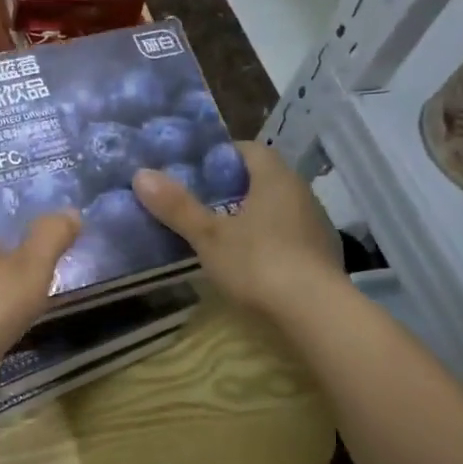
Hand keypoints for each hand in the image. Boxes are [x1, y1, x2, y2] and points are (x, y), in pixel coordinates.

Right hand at [133, 143, 342, 320]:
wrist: (316, 314)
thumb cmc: (258, 263)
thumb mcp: (208, 236)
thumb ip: (177, 206)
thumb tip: (141, 174)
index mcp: (275, 178)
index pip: (249, 149)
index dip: (221, 155)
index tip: (196, 170)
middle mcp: (301, 193)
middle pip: (264, 178)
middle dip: (233, 186)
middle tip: (200, 201)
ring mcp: (316, 225)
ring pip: (278, 207)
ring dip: (252, 214)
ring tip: (221, 232)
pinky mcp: (322, 255)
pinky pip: (289, 235)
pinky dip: (269, 239)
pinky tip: (251, 261)